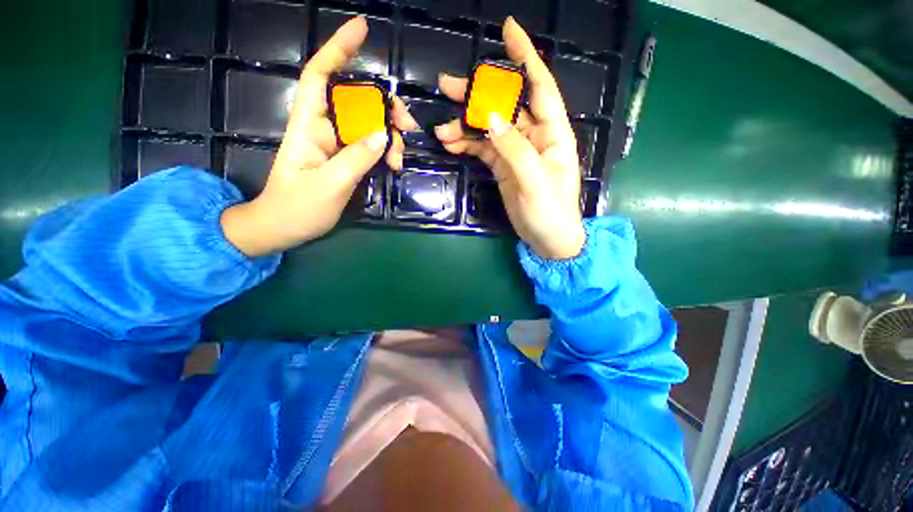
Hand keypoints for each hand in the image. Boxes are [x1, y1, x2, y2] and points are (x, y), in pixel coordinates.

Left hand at [222, 17, 416, 256]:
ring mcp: (337, 144)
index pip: (320, 76)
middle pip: (356, 100)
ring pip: (368, 125)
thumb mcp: (330, 185)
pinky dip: (386, 152)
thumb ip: (357, 159)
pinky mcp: (346, 159)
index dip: (339, 50)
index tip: (362, 29)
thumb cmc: (298, 207)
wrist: (285, 228)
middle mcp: (323, 128)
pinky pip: (371, 146)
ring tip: (401, 158)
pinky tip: (395, 165)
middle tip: (407, 125)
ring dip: (390, 135)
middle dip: (384, 106)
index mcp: (308, 126)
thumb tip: (383, 136)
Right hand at [434, 18, 584, 259]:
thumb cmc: (550, 211)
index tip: (509, 30)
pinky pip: (483, 149)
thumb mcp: (534, 179)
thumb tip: (489, 117)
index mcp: (552, 133)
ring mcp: (516, 152)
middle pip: (505, 106)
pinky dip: (467, 145)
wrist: (547, 239)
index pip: (539, 86)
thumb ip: (513, 147)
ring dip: (465, 126)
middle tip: (448, 85)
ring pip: (489, 128)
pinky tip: (451, 144)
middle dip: (478, 94)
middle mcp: (534, 136)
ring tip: (442, 129)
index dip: (525, 57)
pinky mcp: (503, 167)